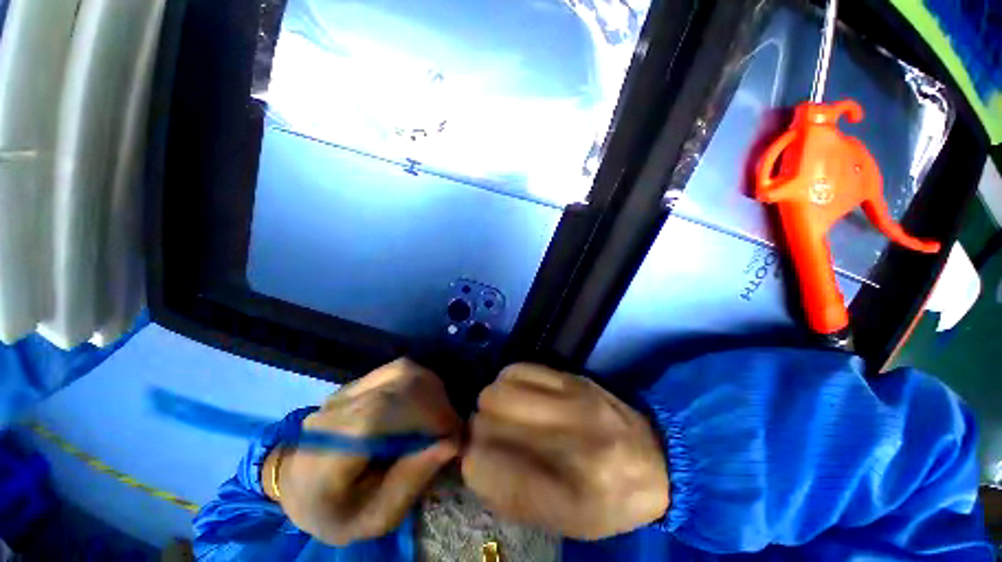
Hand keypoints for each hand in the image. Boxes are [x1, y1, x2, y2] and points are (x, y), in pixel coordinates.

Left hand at [264, 359, 461, 544]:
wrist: (302, 485)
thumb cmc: (337, 510)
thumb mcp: (374, 517)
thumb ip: (411, 482)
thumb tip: (452, 442)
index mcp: (327, 451)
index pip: (378, 413)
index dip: (424, 415)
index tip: (454, 434)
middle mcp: (335, 408)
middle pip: (398, 381)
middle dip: (436, 401)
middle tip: (451, 428)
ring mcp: (346, 388)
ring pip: (403, 369)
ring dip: (432, 389)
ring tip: (439, 416)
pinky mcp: (358, 380)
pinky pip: (401, 369)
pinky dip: (422, 383)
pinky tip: (425, 404)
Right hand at [462, 364, 669, 539]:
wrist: (656, 460)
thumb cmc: (608, 501)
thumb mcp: (564, 522)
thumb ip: (511, 496)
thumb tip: (473, 459)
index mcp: (568, 496)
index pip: (487, 468)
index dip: (472, 463)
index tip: (476, 462)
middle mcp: (571, 442)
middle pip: (488, 420)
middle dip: (479, 429)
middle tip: (489, 435)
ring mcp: (573, 401)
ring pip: (499, 390)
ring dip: (491, 403)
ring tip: (503, 413)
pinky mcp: (574, 377)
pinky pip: (519, 368)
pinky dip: (507, 381)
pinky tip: (518, 394)